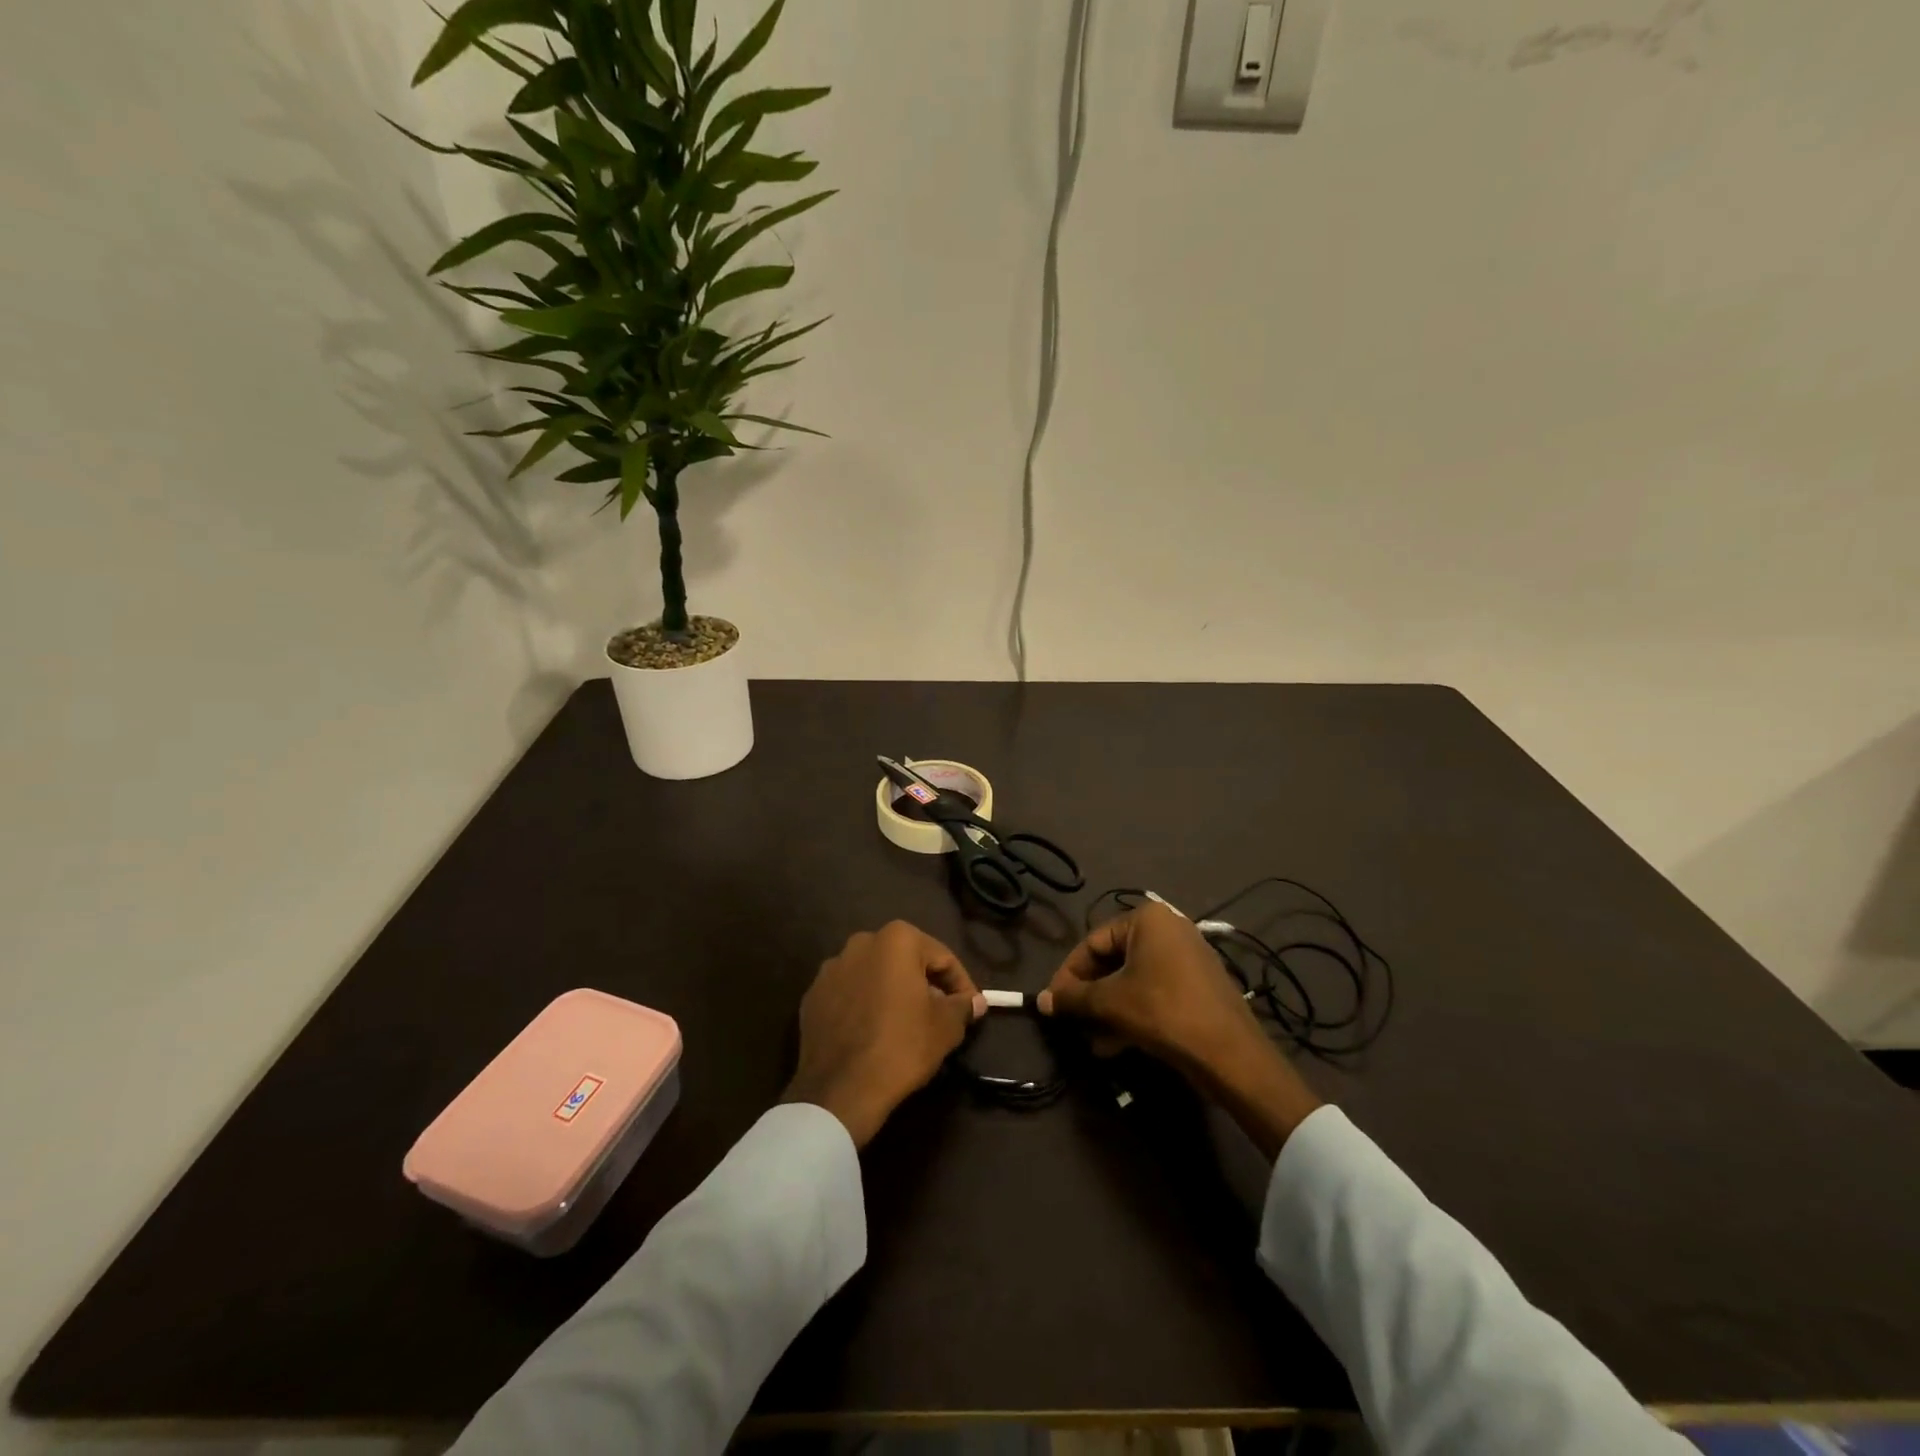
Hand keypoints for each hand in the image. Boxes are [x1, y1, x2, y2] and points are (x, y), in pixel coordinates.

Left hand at [782, 920, 985, 1147]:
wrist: (841, 1089)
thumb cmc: (902, 1047)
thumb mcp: (946, 1027)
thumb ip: (962, 1006)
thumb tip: (974, 1002)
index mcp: (896, 939)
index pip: (942, 957)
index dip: (961, 984)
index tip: (970, 1008)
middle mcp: (861, 942)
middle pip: (905, 961)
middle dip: (925, 983)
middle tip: (940, 1014)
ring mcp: (831, 968)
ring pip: (874, 975)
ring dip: (892, 992)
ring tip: (905, 1024)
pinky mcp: (812, 995)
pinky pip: (849, 994)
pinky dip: (864, 1005)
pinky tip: (873, 1032)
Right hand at [1037, 901, 1322, 1157]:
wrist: (1231, 1054)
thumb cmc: (1164, 1012)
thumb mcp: (1111, 1003)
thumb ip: (1074, 998)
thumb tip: (1041, 1000)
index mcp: (1147, 918)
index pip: (1093, 942)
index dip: (1069, 974)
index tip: (1053, 1002)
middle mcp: (1168, 928)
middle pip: (1113, 961)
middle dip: (1090, 996)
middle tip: (1072, 1022)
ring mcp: (1186, 957)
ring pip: (1132, 981)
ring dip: (1108, 1010)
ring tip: (1092, 1042)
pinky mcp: (1197, 985)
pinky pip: (1154, 992)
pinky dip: (1132, 1013)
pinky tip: (1115, 1046)